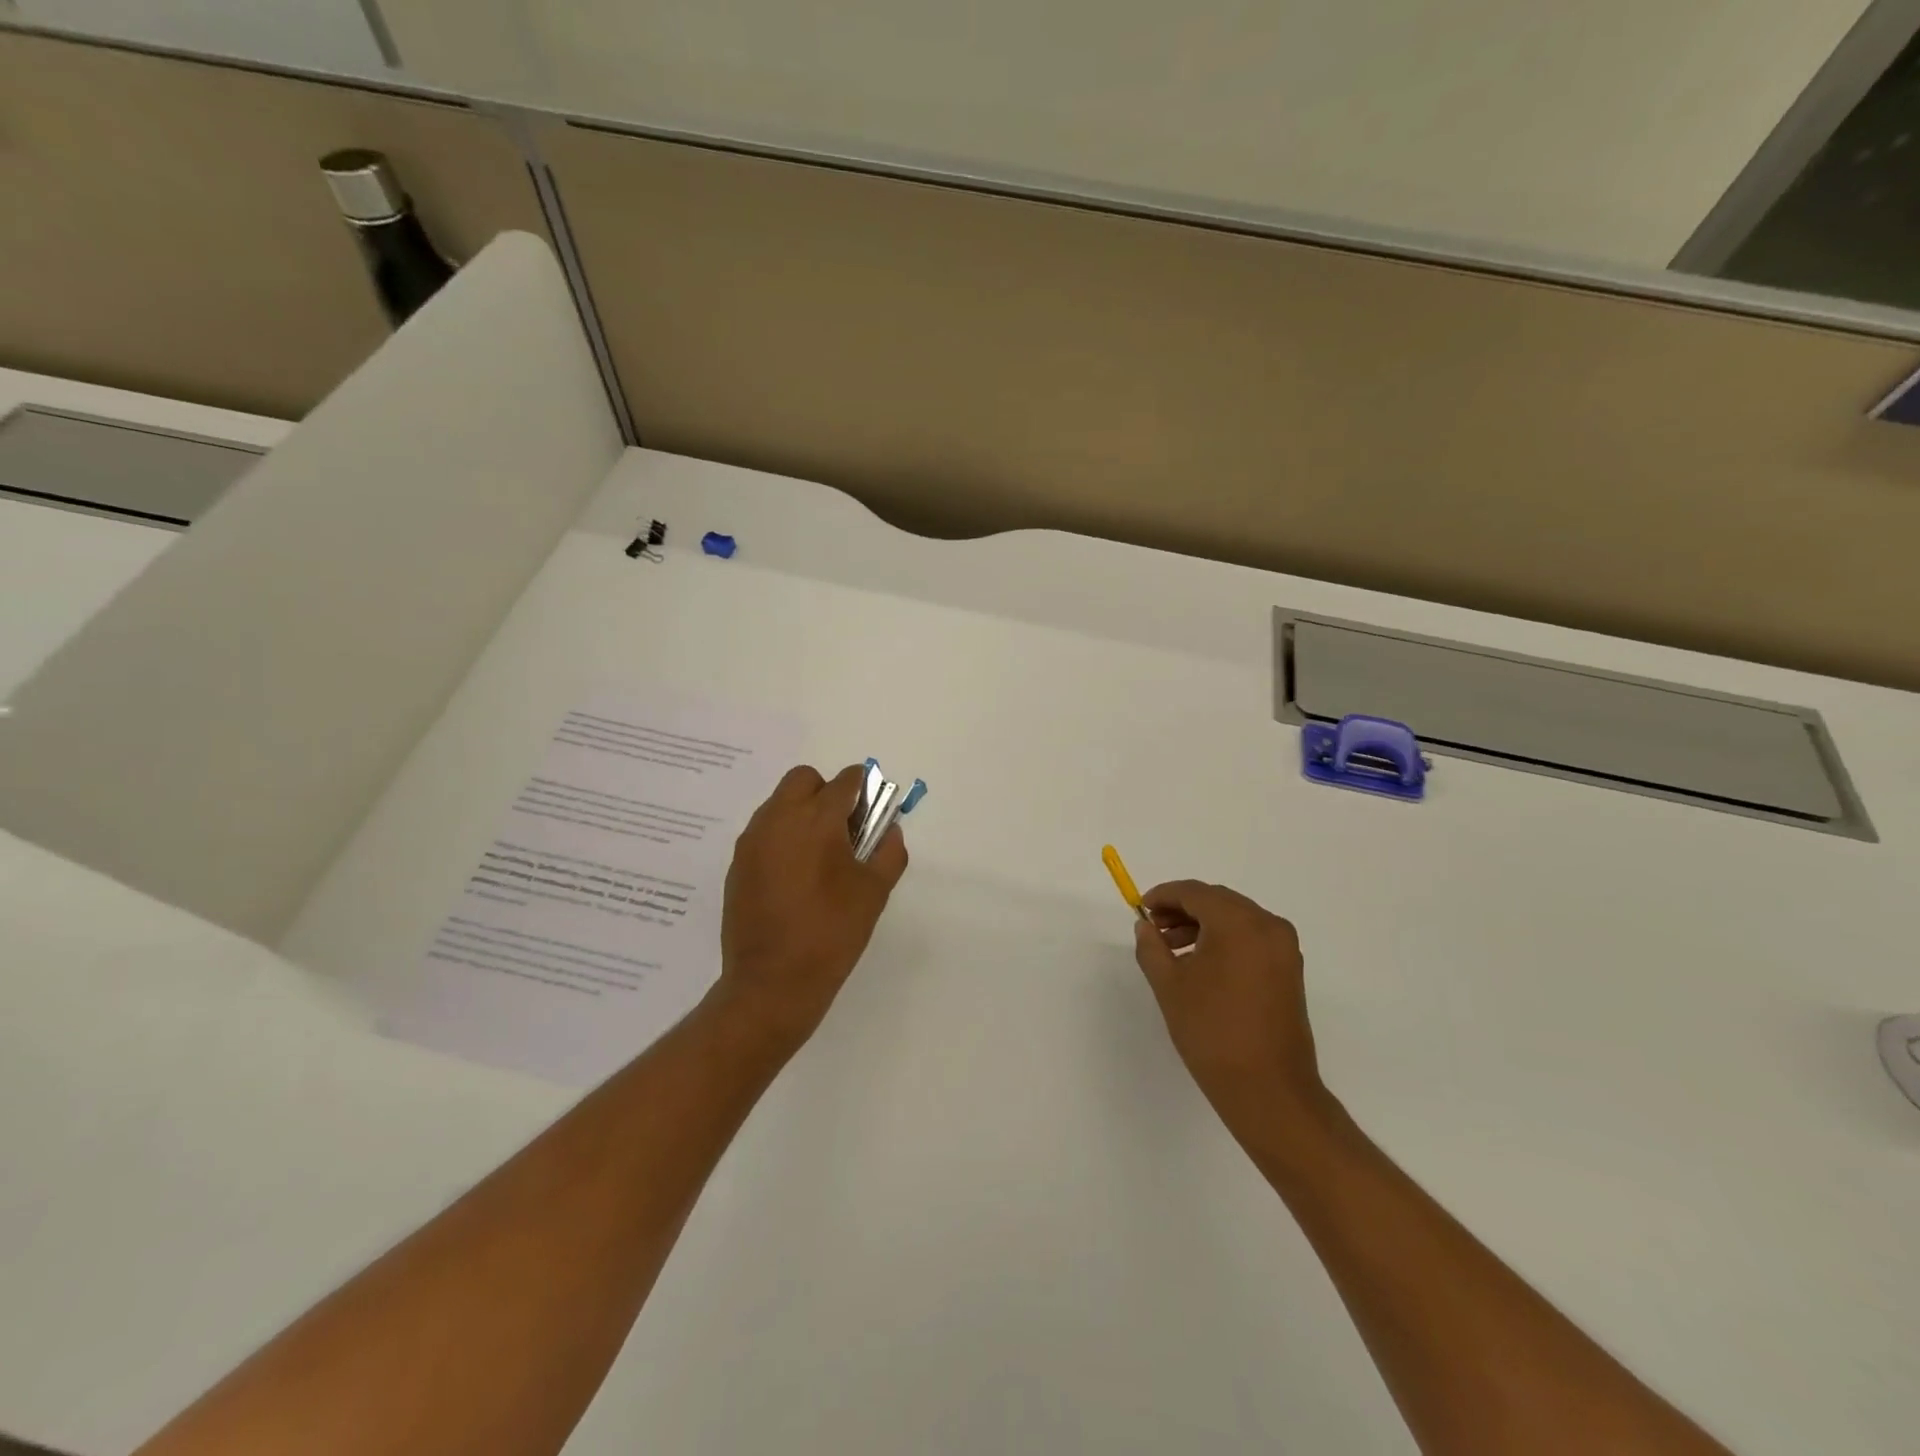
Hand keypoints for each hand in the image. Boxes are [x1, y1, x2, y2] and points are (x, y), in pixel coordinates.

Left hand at [713, 763, 908, 1053]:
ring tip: (819, 858)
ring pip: (779, 803)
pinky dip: (783, 837)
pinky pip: (764, 832)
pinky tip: (795, 878)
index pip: (845, 781)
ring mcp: (752, 841)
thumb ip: (889, 852)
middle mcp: (778, 819)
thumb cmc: (831, 933)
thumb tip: (889, 830)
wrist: (771, 983)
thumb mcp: (874, 893)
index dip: (863, 790)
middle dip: (827, 792)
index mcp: (816, 820)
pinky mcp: (737, 864)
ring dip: (802, 813)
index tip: (872, 816)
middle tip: (844, 831)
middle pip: (804, 779)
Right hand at [1133, 881, 1329, 1139]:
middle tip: (1154, 928)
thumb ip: (1151, 947)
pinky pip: (1251, 938)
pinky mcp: (1289, 970)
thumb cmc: (1212, 1032)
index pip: (1195, 892)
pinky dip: (1224, 940)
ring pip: (1235, 919)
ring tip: (1172, 949)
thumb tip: (1145, 926)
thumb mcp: (1169, 986)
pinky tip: (1200, 964)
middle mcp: (1267, 926)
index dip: (1164, 895)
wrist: (1268, 1089)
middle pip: (1218, 902)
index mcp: (1239, 923)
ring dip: (1203, 925)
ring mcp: (1284, 948)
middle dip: (1183, 909)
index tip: (1141, 908)